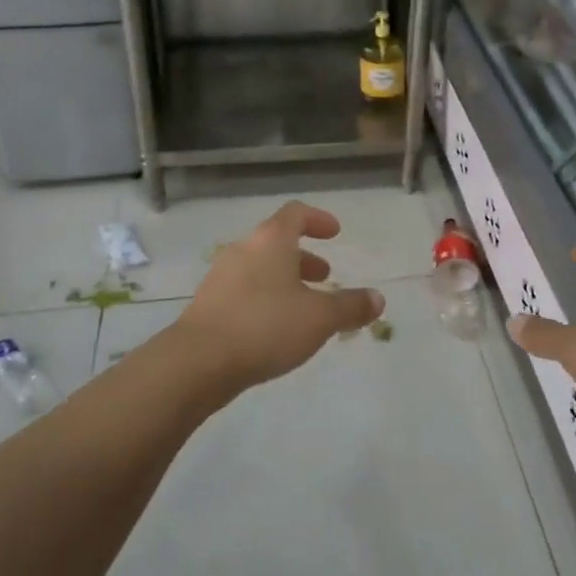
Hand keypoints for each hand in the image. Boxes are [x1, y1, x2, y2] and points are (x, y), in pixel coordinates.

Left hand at [176, 202, 383, 390]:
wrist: (197, 362)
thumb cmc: (265, 326)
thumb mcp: (319, 318)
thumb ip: (350, 306)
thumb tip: (378, 299)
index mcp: (270, 241)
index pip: (295, 213)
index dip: (317, 219)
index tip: (335, 232)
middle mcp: (243, 250)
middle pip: (276, 242)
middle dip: (303, 257)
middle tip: (324, 276)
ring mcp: (221, 277)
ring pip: (260, 268)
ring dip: (285, 280)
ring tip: (304, 308)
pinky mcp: (208, 305)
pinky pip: (244, 291)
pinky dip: (265, 298)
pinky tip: (275, 329)